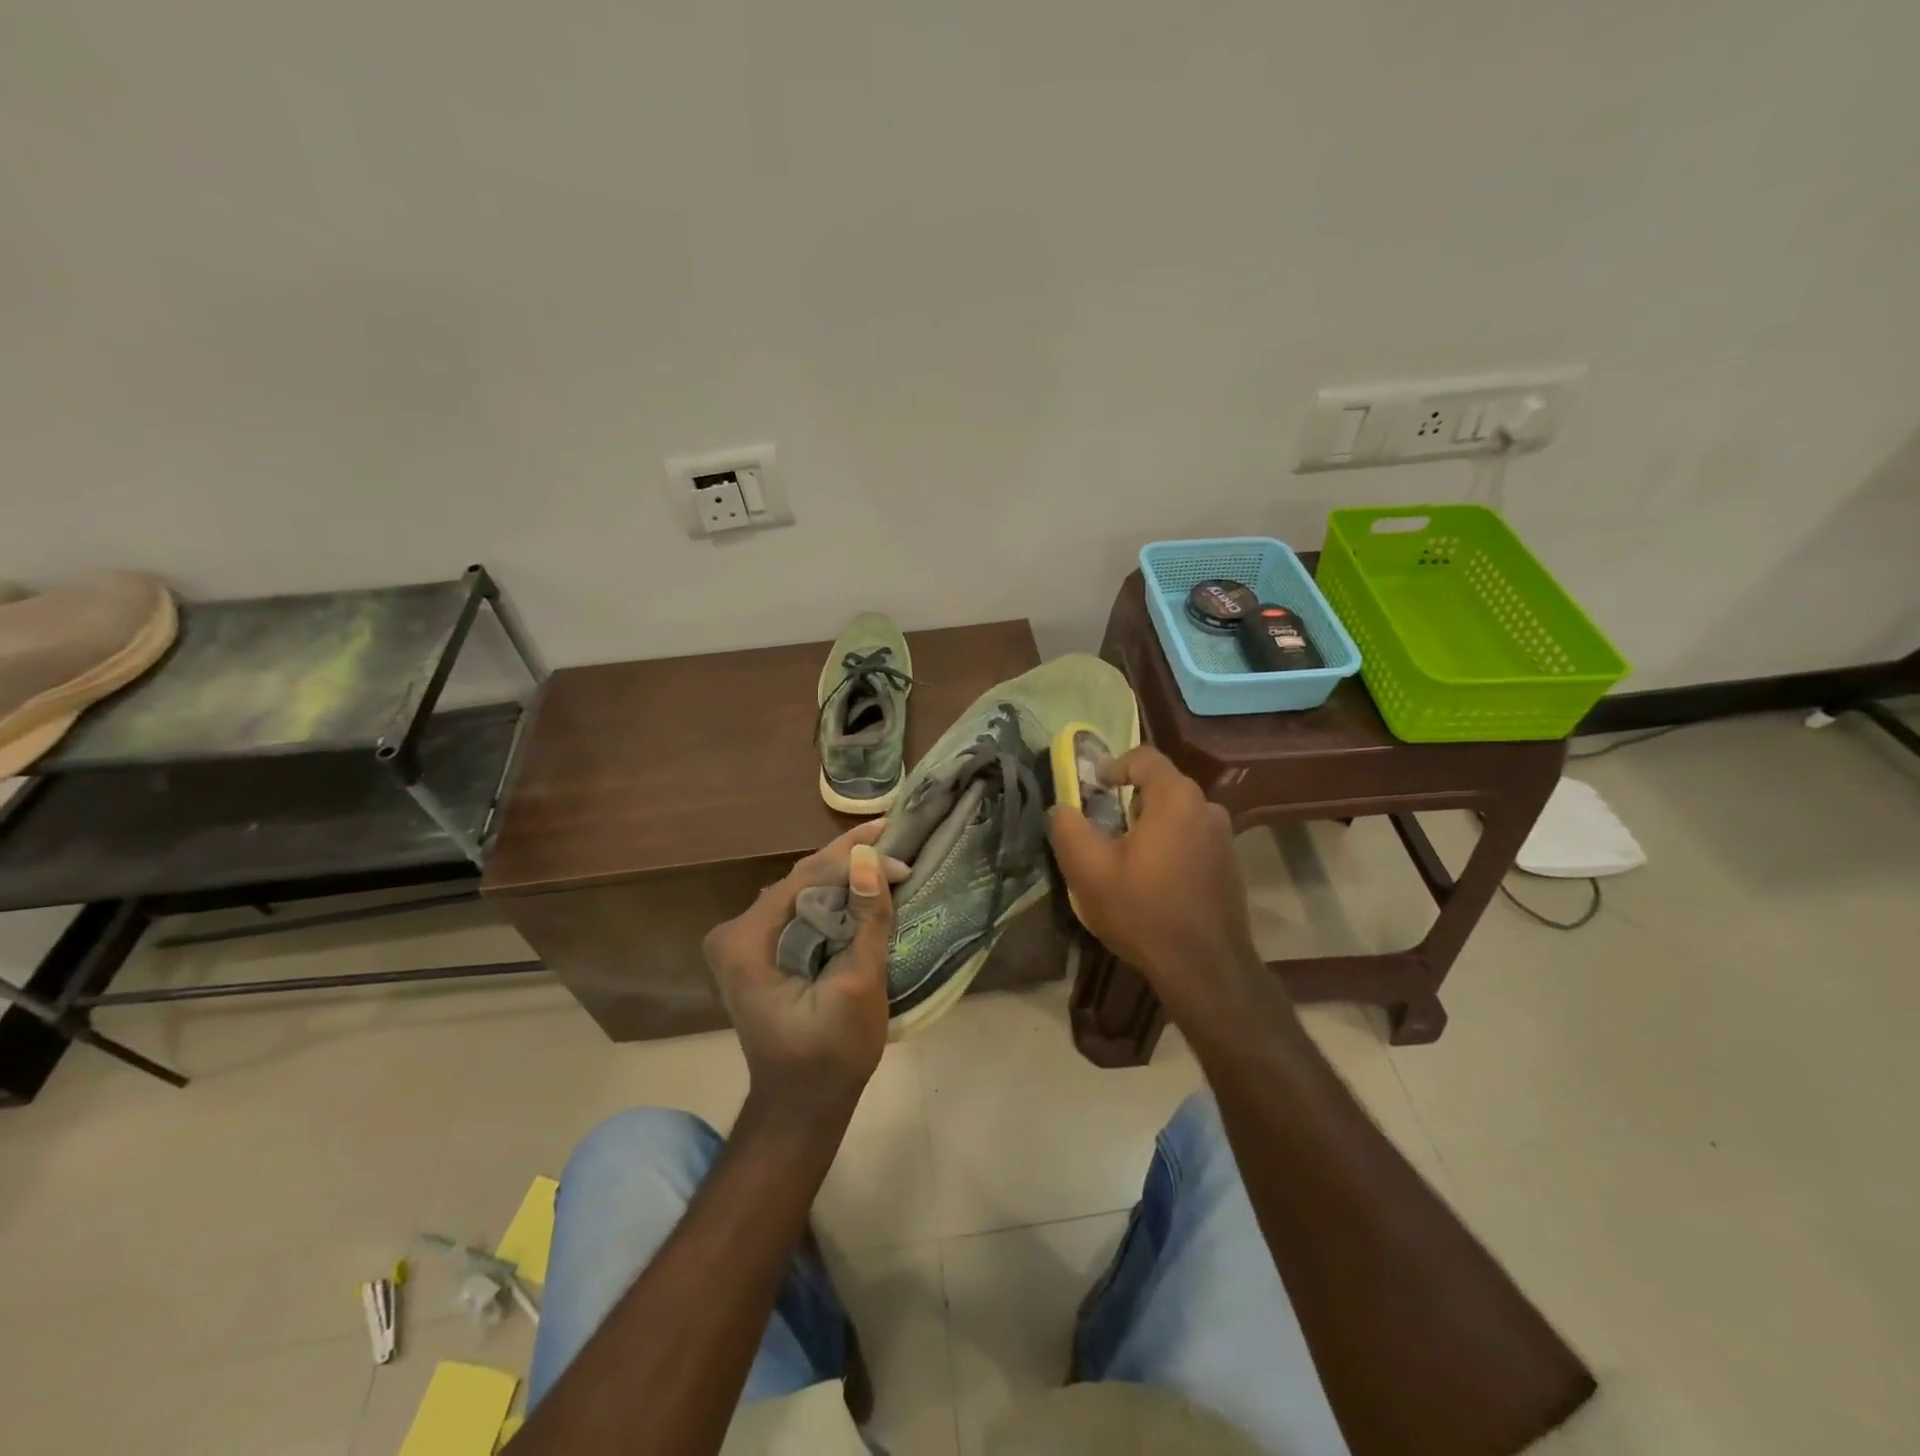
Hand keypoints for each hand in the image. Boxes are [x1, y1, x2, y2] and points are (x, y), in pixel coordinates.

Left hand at [703, 820, 907, 1122]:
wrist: (802, 1105)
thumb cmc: (831, 1054)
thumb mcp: (858, 985)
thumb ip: (866, 920)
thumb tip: (870, 857)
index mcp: (746, 941)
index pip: (806, 879)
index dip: (854, 861)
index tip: (900, 854)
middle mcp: (734, 932)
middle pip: (800, 880)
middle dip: (848, 858)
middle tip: (893, 833)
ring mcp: (742, 941)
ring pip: (800, 890)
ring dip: (841, 874)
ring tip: (884, 850)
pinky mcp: (757, 950)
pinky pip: (798, 908)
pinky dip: (831, 896)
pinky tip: (859, 882)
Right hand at [1047, 746, 1263, 1020]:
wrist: (1204, 968)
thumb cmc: (1142, 910)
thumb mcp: (1087, 868)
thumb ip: (1067, 827)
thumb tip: (1061, 808)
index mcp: (1176, 798)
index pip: (1143, 757)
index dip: (1113, 766)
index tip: (1093, 790)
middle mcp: (1207, 808)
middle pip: (1161, 787)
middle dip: (1128, 801)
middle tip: (1103, 829)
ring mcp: (1224, 838)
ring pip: (1178, 816)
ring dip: (1150, 827)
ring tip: (1126, 859)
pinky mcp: (1230, 866)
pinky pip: (1193, 841)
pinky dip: (1170, 848)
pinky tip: (1154, 883)